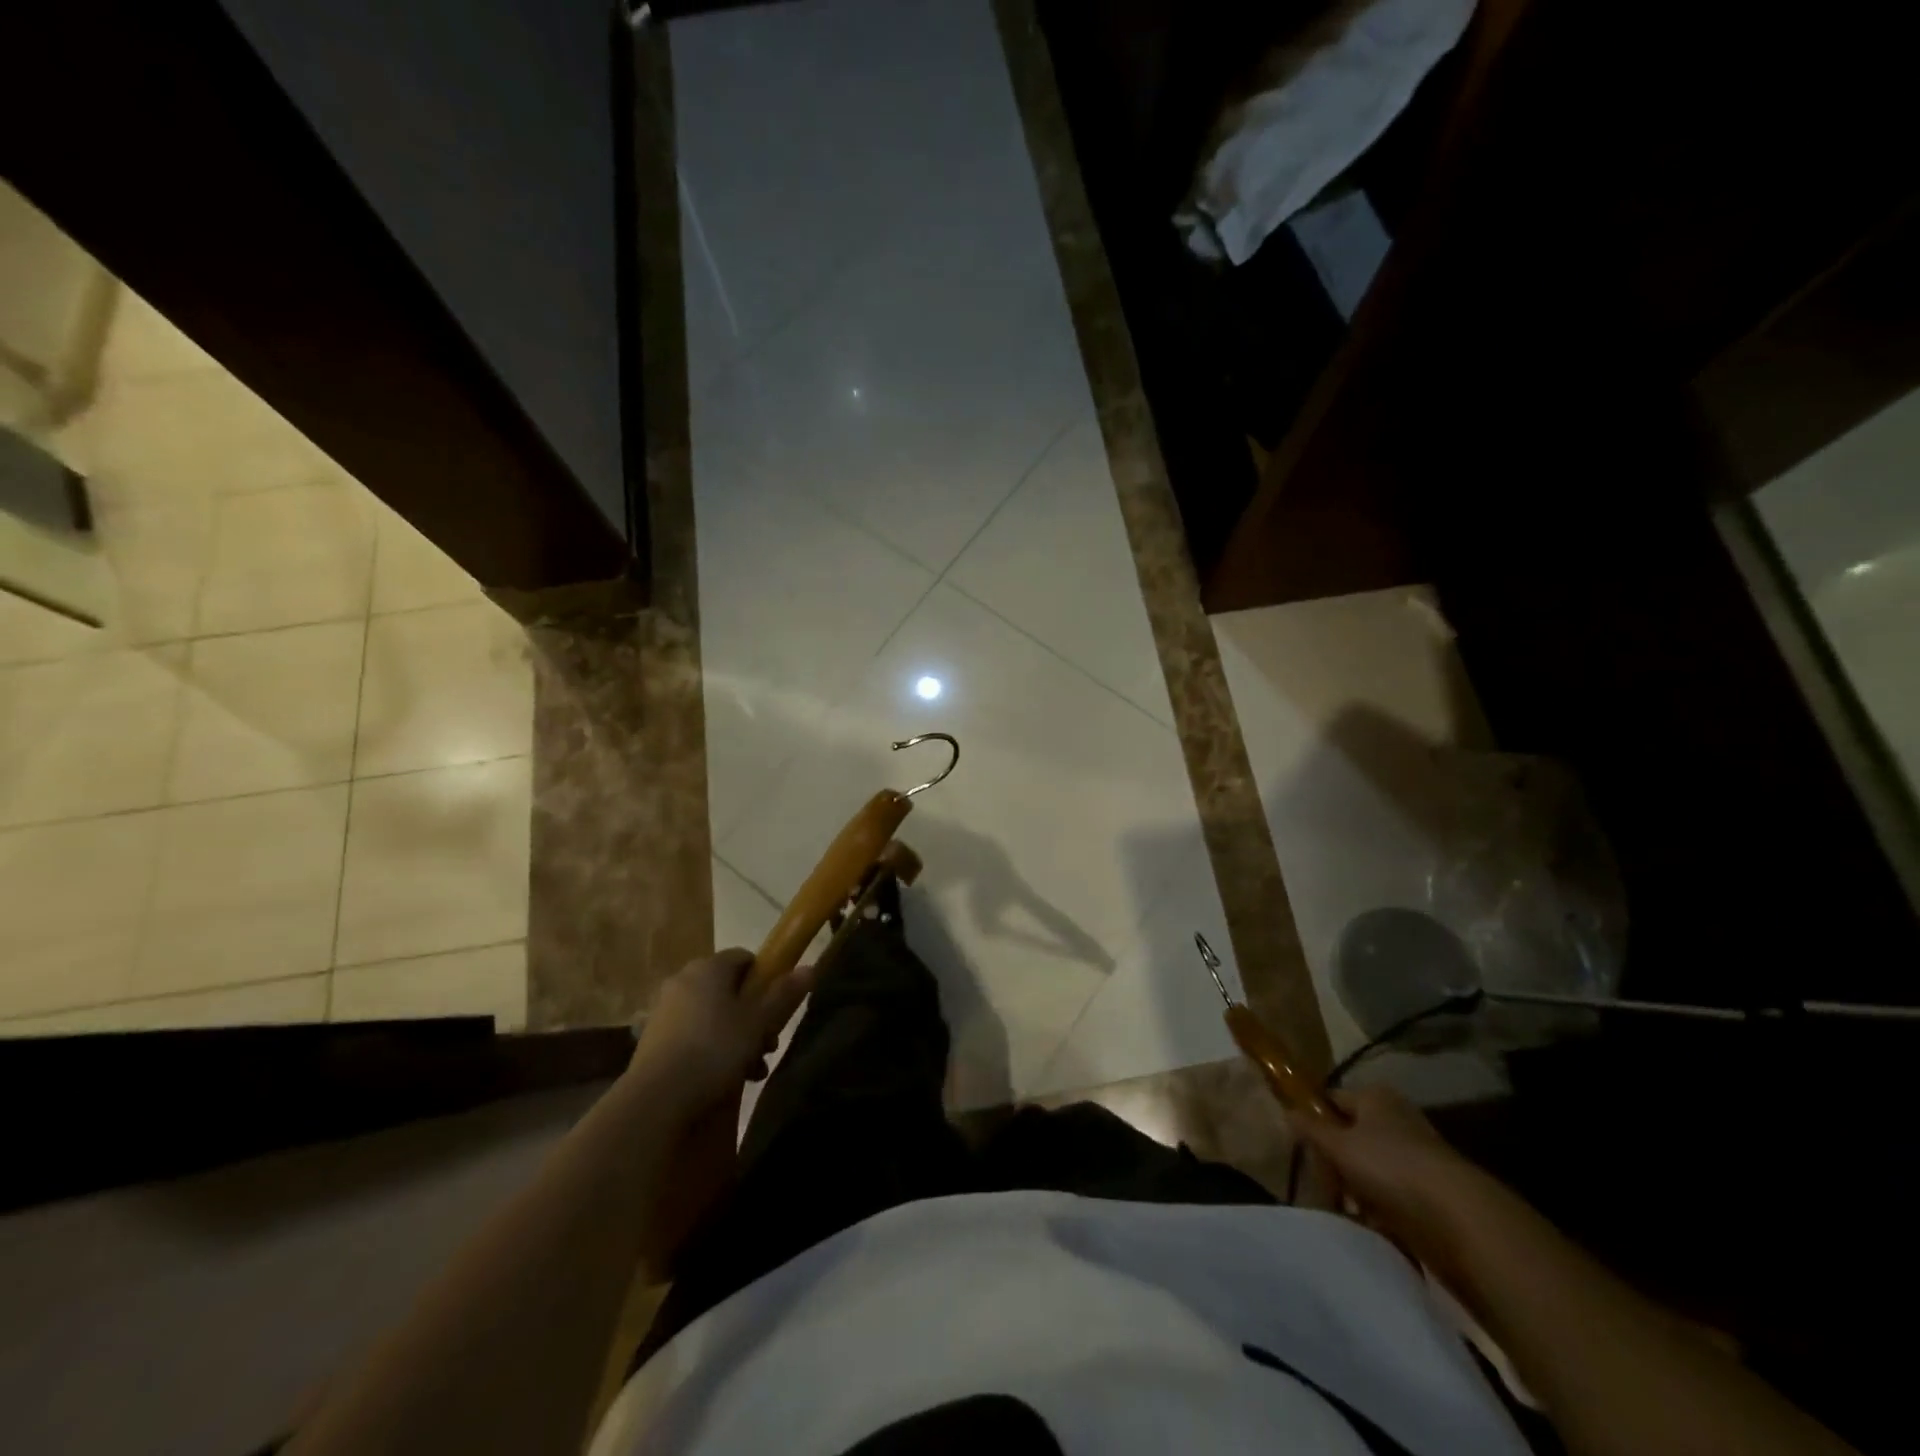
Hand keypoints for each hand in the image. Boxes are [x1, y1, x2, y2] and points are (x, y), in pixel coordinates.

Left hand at [626, 949, 813, 1118]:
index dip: (766, 979)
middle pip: (729, 989)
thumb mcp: (758, 1023)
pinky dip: (711, 1048)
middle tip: (768, 1046)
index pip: (745, 958)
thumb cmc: (714, 1050)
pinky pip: (693, 1033)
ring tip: (752, 1070)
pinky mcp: (653, 1039)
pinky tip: (724, 1077)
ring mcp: (665, 1009)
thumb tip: (810, 967)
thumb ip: (783, 995)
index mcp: (709, 967)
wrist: (656, 1099)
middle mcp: (683, 979)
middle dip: (754, 1016)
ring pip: (712, 1014)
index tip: (777, 1008)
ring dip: (736, 1037)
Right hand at [1288, 1085, 1487, 1262]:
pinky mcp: (1432, 1193)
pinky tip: (1369, 1225)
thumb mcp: (1338, 1145)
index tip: (1299, 1146)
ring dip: (1354, 1189)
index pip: (1332, 1100)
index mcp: (1376, 1097)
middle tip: (1323, 1185)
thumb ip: (1310, 1129)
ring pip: (1370, 1169)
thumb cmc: (1391, 1167)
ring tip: (1344, 1210)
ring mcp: (1417, 1157)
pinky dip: (1379, 1209)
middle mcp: (1397, 1120)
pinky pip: (1392, 1196)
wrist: (1461, 1222)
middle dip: (1334, 1162)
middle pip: (1350, 1136)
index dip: (1314, 1119)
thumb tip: (1286, 1111)